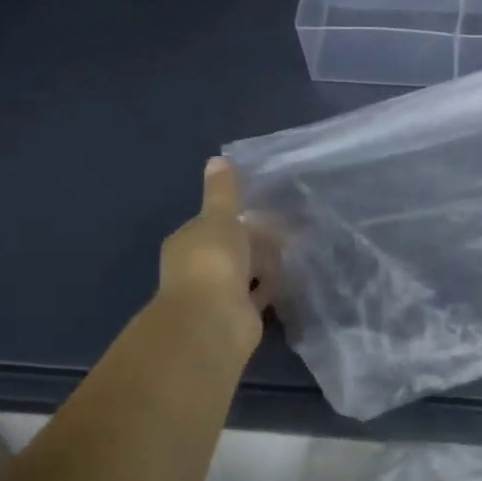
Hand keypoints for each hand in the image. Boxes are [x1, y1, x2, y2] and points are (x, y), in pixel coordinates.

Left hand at [156, 157, 272, 360]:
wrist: (214, 320)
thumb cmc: (213, 262)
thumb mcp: (220, 217)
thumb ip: (223, 192)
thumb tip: (217, 159)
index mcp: (188, 242)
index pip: (214, 223)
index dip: (238, 216)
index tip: (266, 210)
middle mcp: (199, 267)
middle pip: (232, 247)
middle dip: (255, 240)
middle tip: (288, 230)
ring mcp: (218, 292)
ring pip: (246, 271)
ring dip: (264, 264)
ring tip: (293, 250)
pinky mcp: (238, 313)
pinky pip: (257, 294)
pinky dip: (269, 286)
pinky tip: (288, 278)